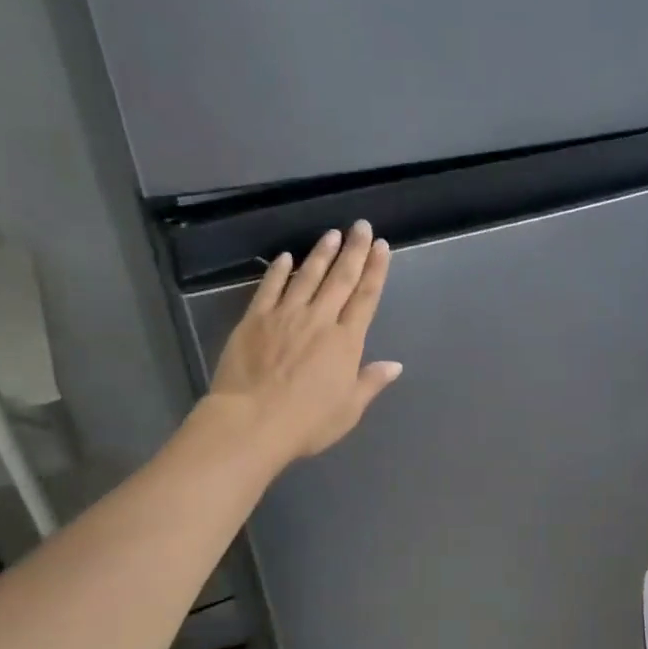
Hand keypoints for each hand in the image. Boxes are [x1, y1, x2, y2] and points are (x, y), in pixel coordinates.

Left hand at [205, 220, 402, 466]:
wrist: (252, 422)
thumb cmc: (308, 422)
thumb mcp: (349, 408)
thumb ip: (371, 382)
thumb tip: (395, 365)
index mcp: (346, 342)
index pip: (366, 297)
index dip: (376, 270)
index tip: (382, 247)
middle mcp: (320, 320)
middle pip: (340, 279)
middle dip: (354, 250)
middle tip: (361, 226)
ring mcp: (285, 316)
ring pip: (307, 276)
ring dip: (321, 253)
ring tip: (332, 234)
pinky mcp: (255, 319)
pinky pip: (270, 288)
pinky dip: (279, 271)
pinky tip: (286, 257)